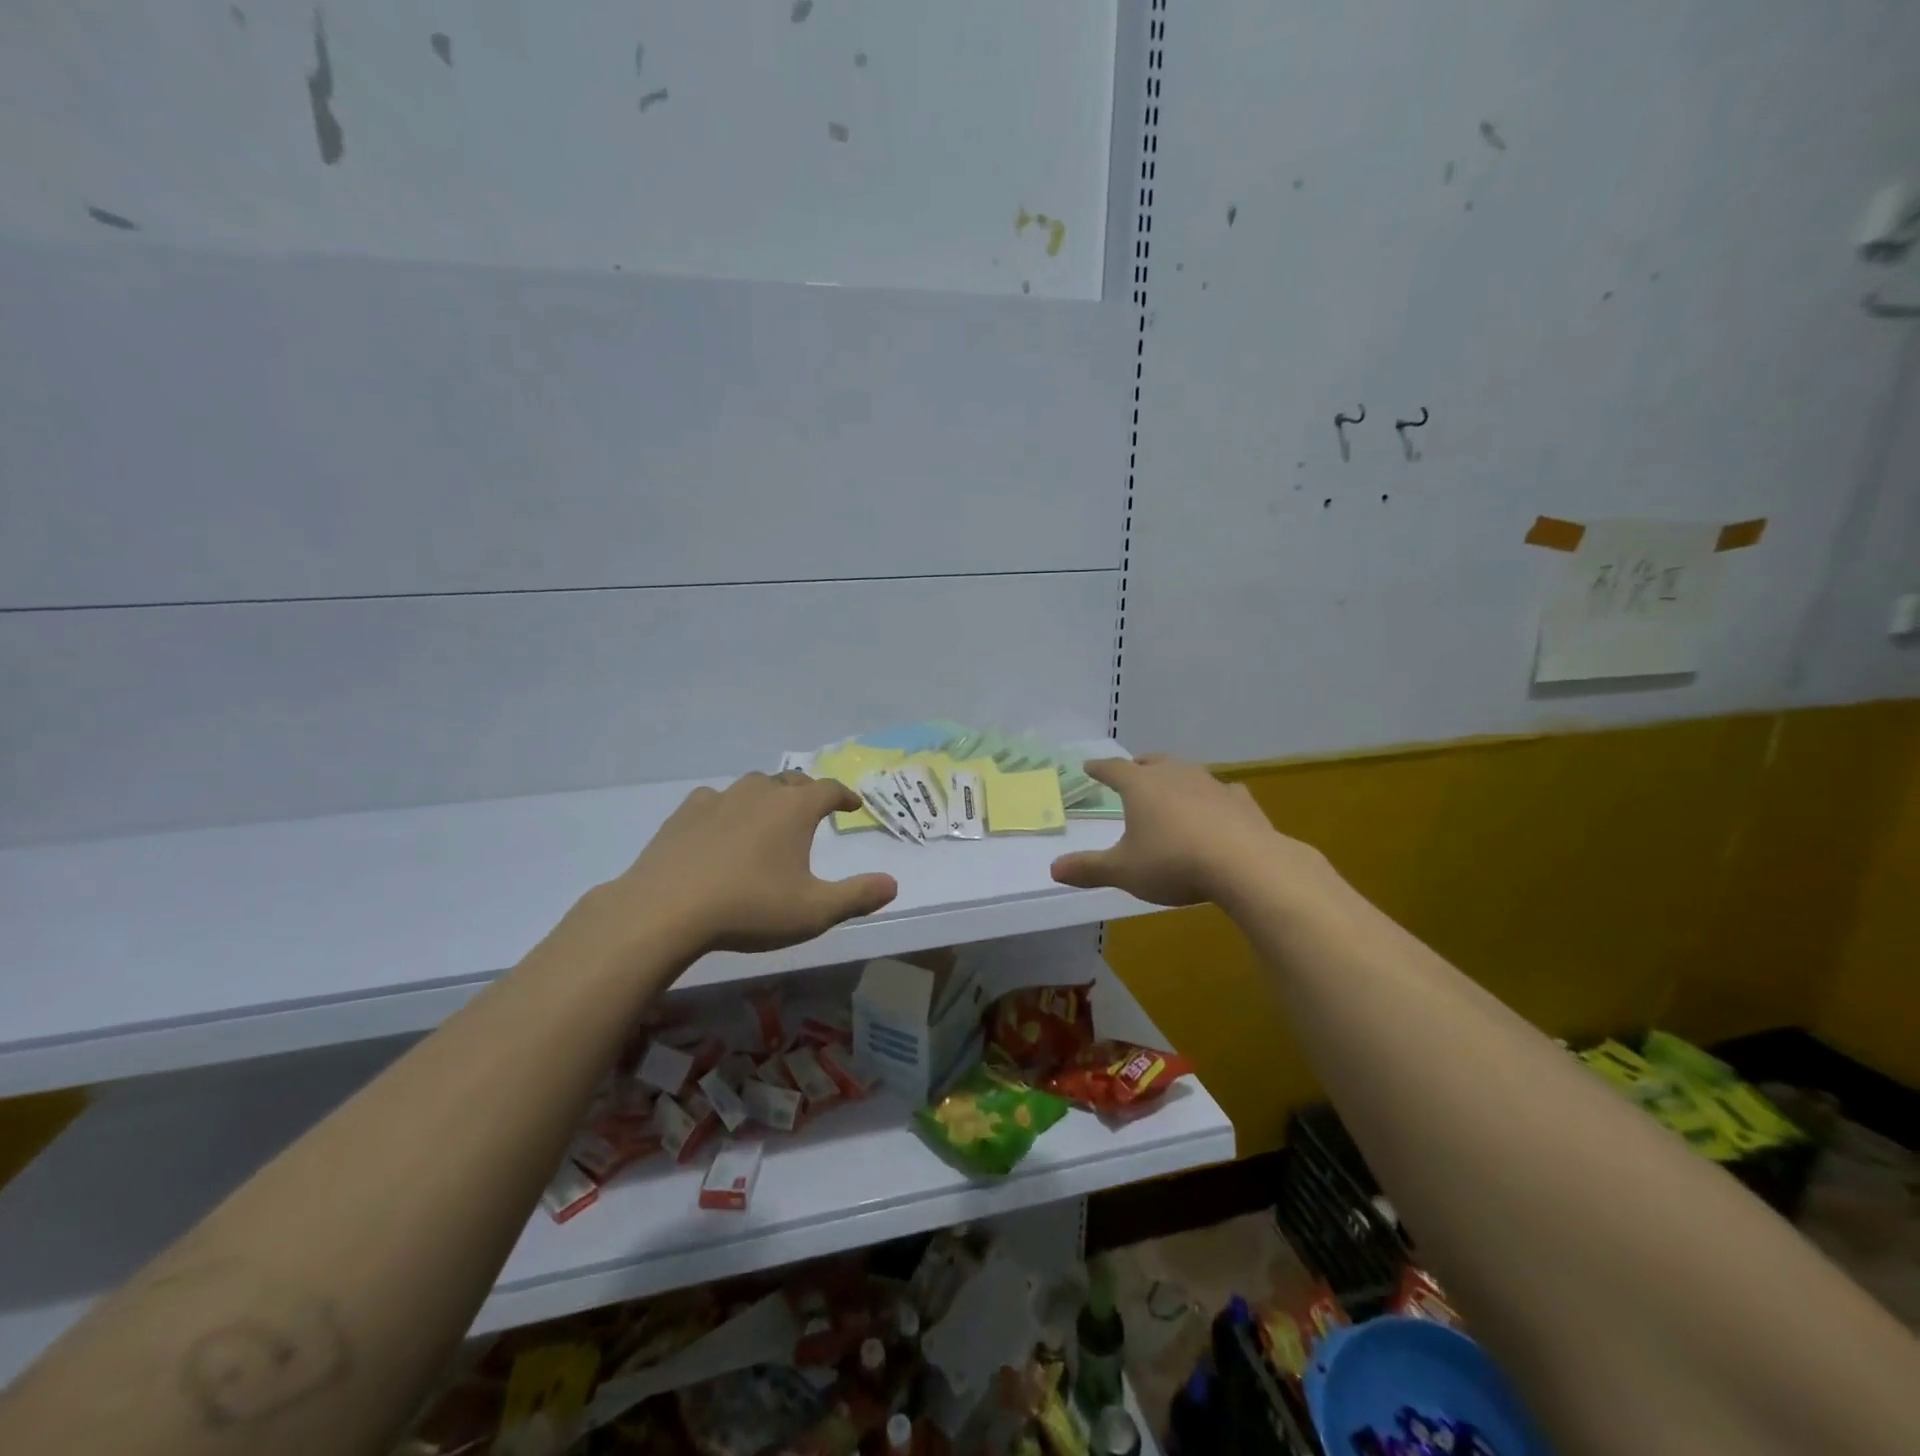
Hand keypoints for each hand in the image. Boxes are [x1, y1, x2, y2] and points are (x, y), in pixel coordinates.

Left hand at [580, 772, 898, 960]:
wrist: (666, 910)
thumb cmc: (750, 908)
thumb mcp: (814, 911)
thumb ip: (857, 896)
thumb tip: (892, 884)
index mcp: (795, 809)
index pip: (829, 789)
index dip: (845, 795)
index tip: (852, 805)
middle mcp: (760, 792)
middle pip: (792, 780)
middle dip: (807, 792)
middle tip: (814, 808)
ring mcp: (719, 799)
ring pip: (753, 785)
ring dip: (768, 795)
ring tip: (770, 815)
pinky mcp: (685, 813)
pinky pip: (716, 799)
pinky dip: (728, 807)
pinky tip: (721, 826)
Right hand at [1050, 755, 1311, 906]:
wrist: (1244, 865)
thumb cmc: (1172, 862)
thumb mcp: (1123, 871)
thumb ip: (1088, 869)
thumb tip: (1053, 869)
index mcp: (1140, 786)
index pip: (1113, 770)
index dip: (1099, 769)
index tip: (1089, 766)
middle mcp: (1174, 776)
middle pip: (1152, 762)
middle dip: (1140, 765)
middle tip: (1132, 769)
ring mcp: (1211, 785)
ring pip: (1188, 772)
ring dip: (1176, 777)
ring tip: (1171, 786)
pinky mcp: (1240, 802)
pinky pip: (1224, 792)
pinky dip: (1216, 796)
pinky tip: (1220, 803)